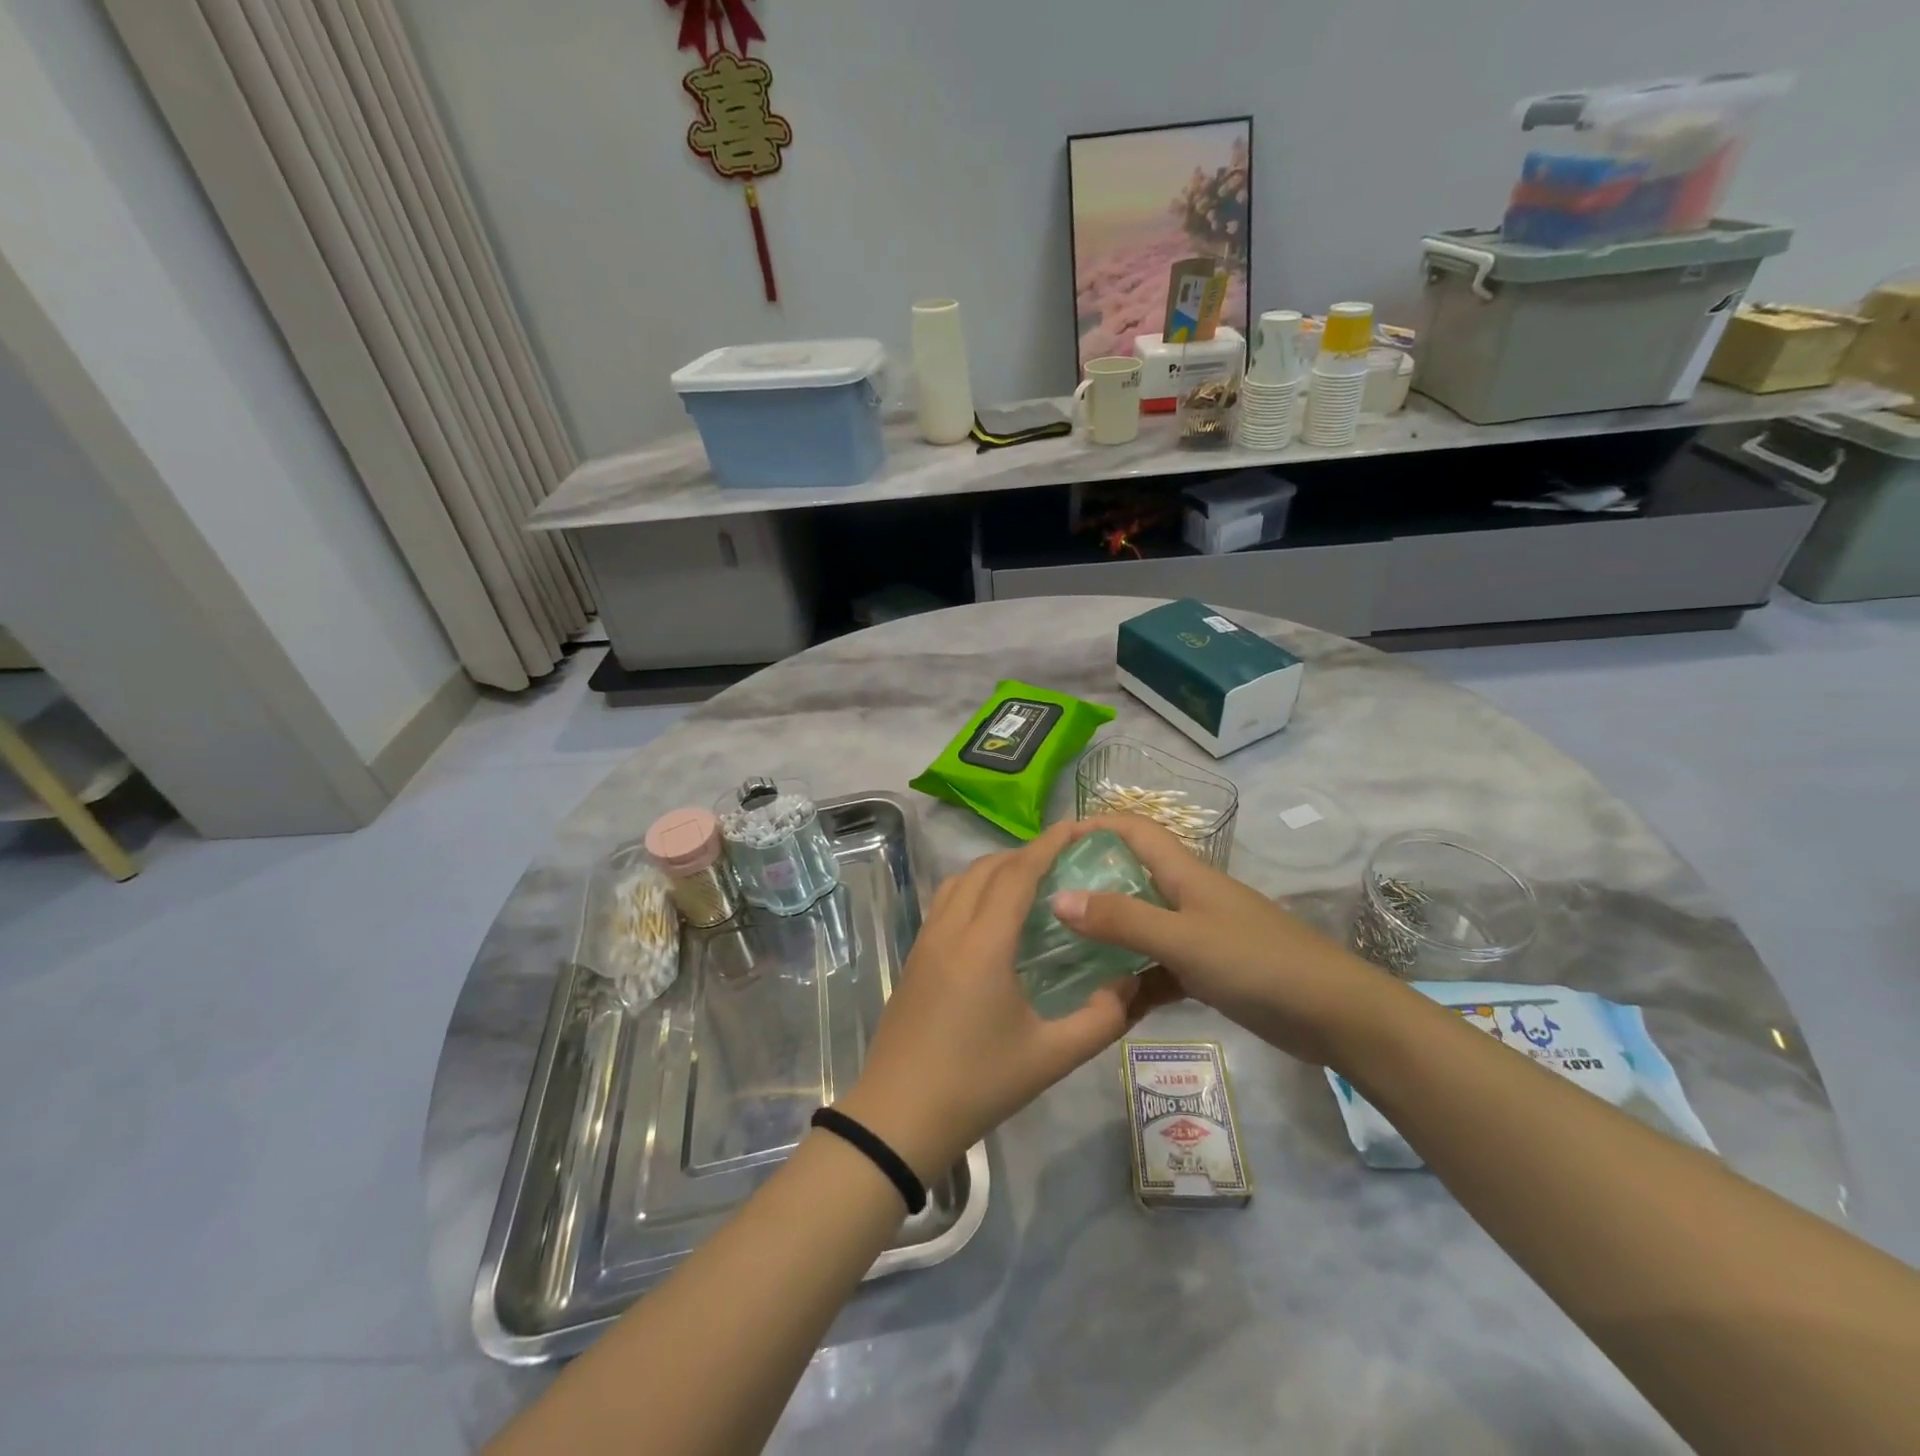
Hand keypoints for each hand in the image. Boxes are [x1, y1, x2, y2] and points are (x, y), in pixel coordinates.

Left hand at [836, 821, 1151, 1182]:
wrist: (899, 1115)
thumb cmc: (977, 1084)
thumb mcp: (1051, 1057)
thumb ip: (1100, 1019)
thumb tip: (1130, 984)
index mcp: (984, 944)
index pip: (1017, 874)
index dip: (1048, 844)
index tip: (1077, 827)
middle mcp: (951, 930)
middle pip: (986, 868)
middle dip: (1024, 853)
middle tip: (1062, 860)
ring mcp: (925, 941)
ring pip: (959, 880)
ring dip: (994, 868)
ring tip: (1028, 882)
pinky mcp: (914, 957)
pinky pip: (944, 902)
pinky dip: (972, 888)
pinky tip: (991, 916)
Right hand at [1051, 814, 1398, 1065]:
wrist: (1335, 1015)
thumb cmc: (1257, 962)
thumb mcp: (1182, 939)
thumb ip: (1121, 920)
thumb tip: (1057, 898)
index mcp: (1184, 874)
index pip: (1134, 830)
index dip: (1096, 825)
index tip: (1052, 844)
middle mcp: (1188, 896)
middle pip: (1131, 878)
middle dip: (1089, 885)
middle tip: (1042, 906)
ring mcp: (1199, 935)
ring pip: (1141, 927)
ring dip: (1107, 938)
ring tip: (1061, 954)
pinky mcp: (1209, 971)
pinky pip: (1158, 968)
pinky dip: (1134, 980)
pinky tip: (1106, 1002)